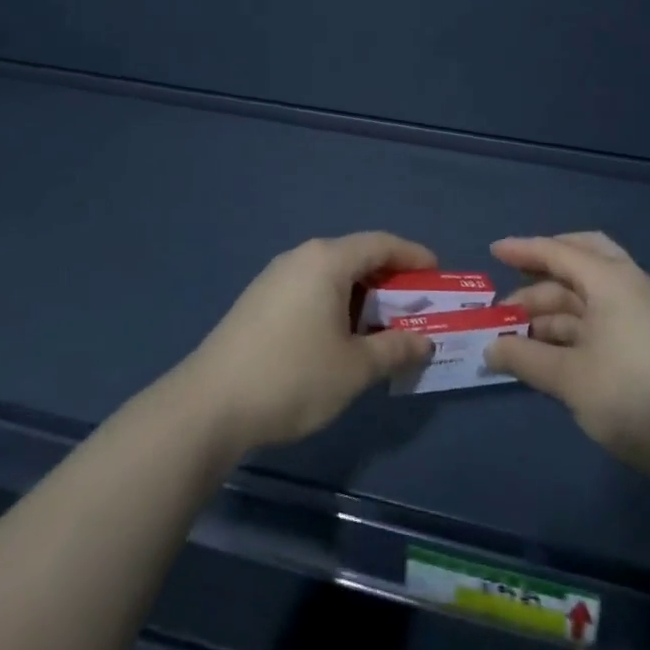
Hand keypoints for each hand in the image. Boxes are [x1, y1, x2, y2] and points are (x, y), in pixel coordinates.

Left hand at [182, 232, 435, 453]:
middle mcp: (300, 257)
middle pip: (356, 257)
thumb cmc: (293, 377)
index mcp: (327, 260)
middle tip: (417, 308)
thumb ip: (395, 349)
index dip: (414, 256)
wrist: (210, 405)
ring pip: (332, 276)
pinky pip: (310, 290)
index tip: (438, 275)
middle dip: (390, 281)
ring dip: (362, 297)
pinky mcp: (259, 301)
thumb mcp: (354, 368)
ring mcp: (275, 278)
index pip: (381, 244)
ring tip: (383, 328)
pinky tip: (341, 338)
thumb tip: (424, 342)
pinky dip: (336, 305)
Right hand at [484, 232, 649, 480]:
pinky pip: (599, 318)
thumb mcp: (569, 378)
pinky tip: (547, 348)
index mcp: (612, 280)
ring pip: (588, 295)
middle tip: (512, 282)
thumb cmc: (631, 396)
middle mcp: (629, 287)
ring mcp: (641, 315)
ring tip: (517, 330)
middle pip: (582, 259)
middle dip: (544, 268)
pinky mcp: (647, 342)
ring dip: (552, 307)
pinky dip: (570, 326)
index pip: (559, 252)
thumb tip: (489, 350)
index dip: (523, 250)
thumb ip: (524, 358)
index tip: (493, 251)